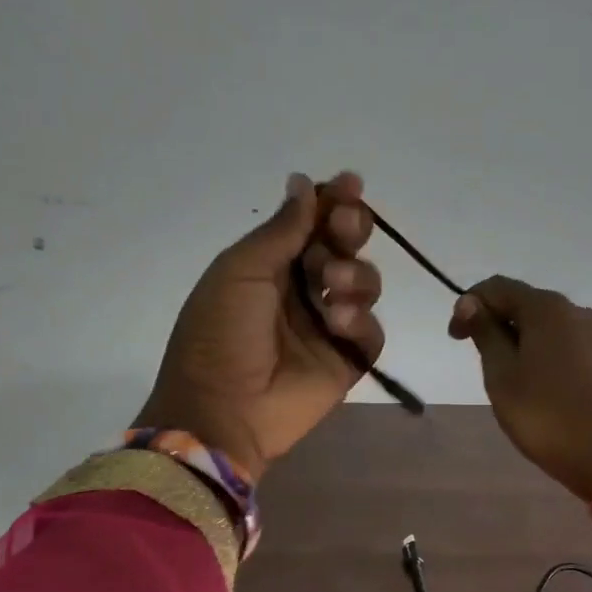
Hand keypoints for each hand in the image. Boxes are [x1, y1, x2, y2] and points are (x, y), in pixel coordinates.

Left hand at [137, 172, 384, 480]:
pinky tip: (338, 322)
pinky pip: (372, 331)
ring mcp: (328, 326)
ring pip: (365, 283)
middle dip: (351, 229)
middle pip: (346, 248)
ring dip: (355, 274)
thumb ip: (282, 229)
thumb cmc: (220, 333)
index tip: (350, 184)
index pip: (312, 225)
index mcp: (271, 266)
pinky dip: (361, 321)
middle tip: (345, 227)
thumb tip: (306, 182)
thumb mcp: (241, 270)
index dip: (332, 203)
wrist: (222, 409)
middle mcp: (304, 290)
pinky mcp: (348, 360)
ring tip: (333, 285)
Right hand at [449, 276, 591, 501]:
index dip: (469, 305)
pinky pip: (576, 354)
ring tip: (516, 383)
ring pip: (555, 332)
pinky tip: (550, 395)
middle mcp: (580, 313)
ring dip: (529, 346)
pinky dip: (554, 363)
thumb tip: (472, 302)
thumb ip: (486, 334)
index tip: (455, 338)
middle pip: (529, 307)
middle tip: (484, 363)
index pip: (498, 288)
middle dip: (501, 326)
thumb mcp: (501, 376)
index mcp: (548, 309)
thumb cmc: (545, 415)